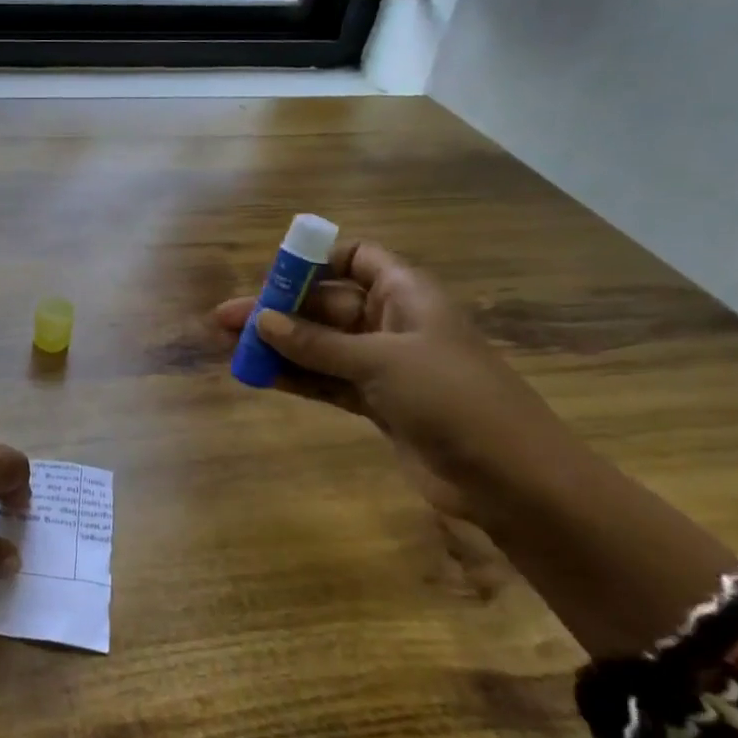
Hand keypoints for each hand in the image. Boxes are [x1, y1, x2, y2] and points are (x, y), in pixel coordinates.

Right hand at [212, 239, 567, 525]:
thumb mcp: (379, 361)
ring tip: (229, 347)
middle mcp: (392, 322)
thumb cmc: (452, 398)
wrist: (511, 479)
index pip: (357, 258)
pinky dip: (296, 377)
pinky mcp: (378, 402)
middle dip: (278, 310)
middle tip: (226, 320)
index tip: (273, 276)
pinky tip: (258, 376)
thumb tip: (261, 321)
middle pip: (325, 304)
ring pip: (320, 345)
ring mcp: (384, 365)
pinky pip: (326, 379)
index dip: (315, 261)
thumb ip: (317, 343)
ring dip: (279, 346)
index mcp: (406, 294)